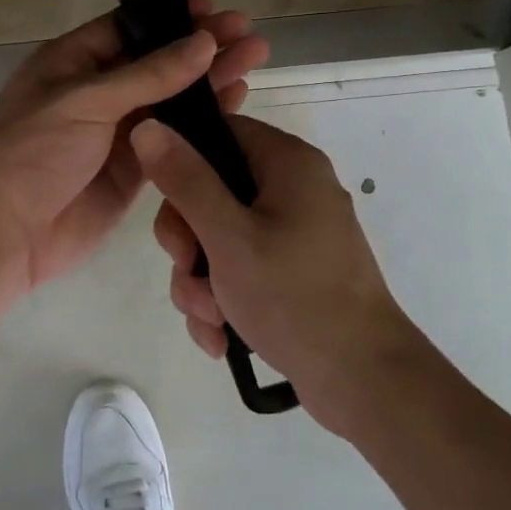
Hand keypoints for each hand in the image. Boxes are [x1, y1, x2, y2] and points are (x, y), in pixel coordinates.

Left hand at [0, 0, 268, 303]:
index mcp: (70, 62)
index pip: (127, 28)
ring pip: (170, 99)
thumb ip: (148, 74)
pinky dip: (202, 122)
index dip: (170, 18)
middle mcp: (95, 92)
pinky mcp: (133, 168)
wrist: (7, 231)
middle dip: (199, 46)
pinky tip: (236, 103)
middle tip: (247, 33)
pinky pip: (173, 137)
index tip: (213, 10)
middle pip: (156, 62)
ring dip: (209, 80)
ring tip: (255, 57)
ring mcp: (115, 131)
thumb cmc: (34, 151)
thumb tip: (203, 42)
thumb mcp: (86, 100)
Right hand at [133, 114, 421, 430]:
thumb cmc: (295, 297)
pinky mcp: (291, 272)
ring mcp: (294, 233)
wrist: (364, 382)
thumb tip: (146, 127)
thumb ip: (185, 180)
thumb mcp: (228, 237)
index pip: (219, 133)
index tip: (168, 205)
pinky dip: (223, 299)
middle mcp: (293, 189)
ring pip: (218, 238)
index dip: (183, 163)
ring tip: (210, 318)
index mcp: (287, 163)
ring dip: (200, 281)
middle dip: (188, 242)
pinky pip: (239, 269)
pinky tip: (221, 337)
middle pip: (211, 191)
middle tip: (188, 271)